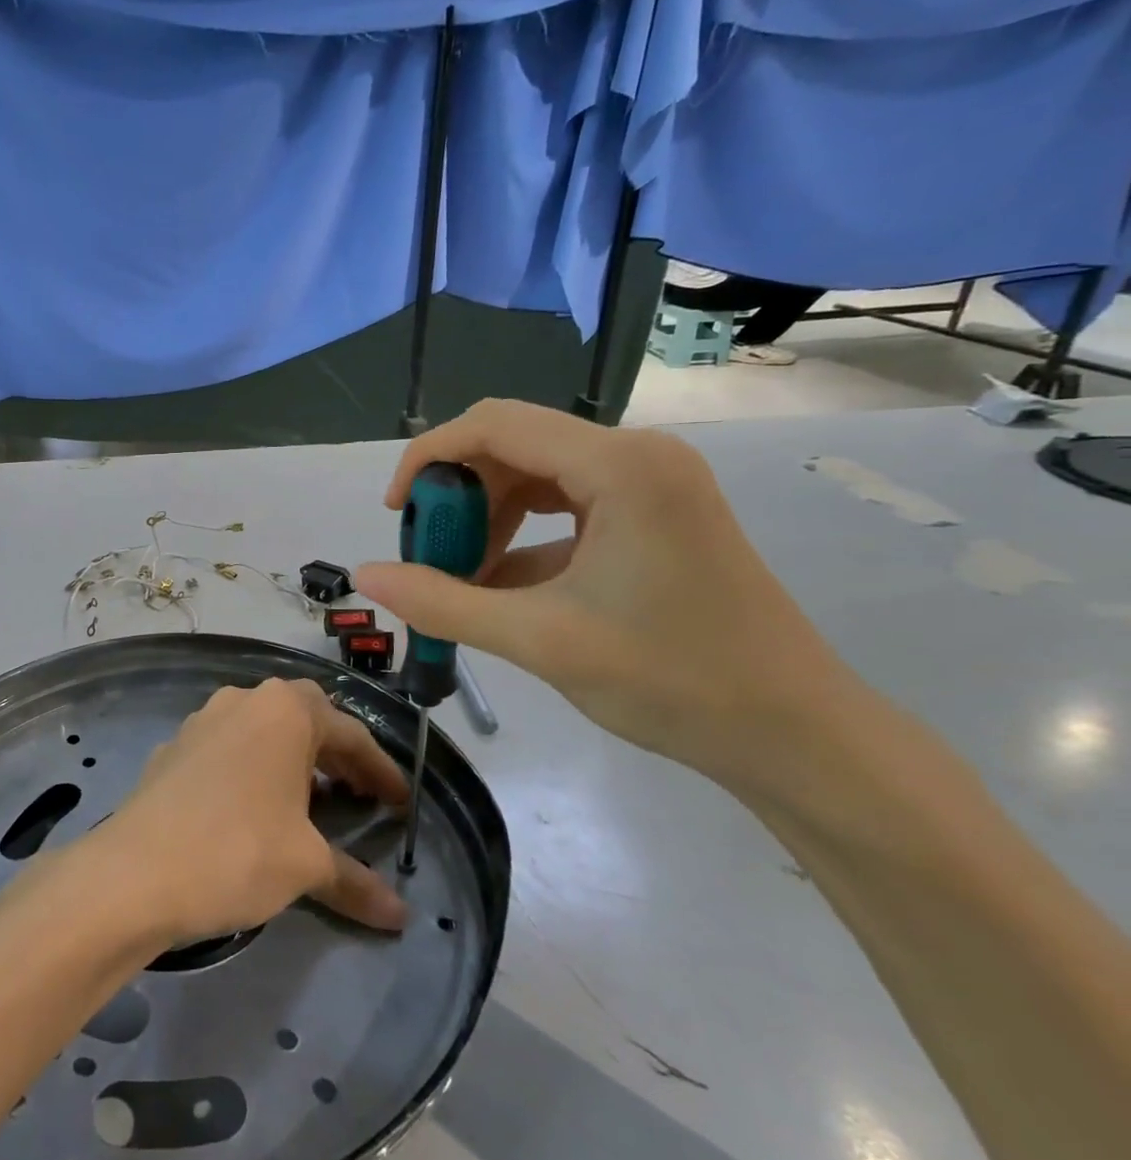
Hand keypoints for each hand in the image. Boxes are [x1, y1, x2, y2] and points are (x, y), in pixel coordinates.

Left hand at [94, 680, 408, 947]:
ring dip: (292, 758)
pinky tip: (253, 807)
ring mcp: (202, 720)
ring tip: (309, 801)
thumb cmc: (236, 851)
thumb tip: (400, 916)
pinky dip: (253, 769)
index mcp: (284, 711)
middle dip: (336, 754)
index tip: (401, 804)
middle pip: (305, 718)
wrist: (134, 871)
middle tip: (358, 794)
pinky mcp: (174, 747)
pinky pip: (228, 747)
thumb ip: (355, 881)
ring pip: (262, 729)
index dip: (381, 770)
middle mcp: (243, 700)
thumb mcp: (305, 865)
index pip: (349, 734)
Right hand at [353, 400, 862, 799]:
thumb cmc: (671, 681)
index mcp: (620, 466)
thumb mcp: (538, 640)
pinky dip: (523, 537)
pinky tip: (504, 588)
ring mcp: (651, 483)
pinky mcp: (655, 513)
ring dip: (488, 518)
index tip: (396, 512)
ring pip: (536, 475)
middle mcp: (638, 455)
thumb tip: (366, 575)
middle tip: (430, 556)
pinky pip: (566, 505)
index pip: (494, 425)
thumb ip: (441, 602)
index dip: (429, 458)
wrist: (794, 733)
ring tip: (465, 578)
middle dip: (459, 496)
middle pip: (514, 445)